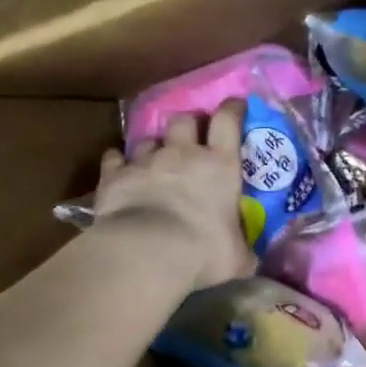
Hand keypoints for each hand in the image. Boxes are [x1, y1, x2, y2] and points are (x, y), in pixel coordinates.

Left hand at [94, 100, 253, 291]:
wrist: (147, 252)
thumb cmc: (203, 251)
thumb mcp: (237, 258)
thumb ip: (244, 252)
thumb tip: (251, 261)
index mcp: (220, 165)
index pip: (228, 121)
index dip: (232, 109)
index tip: (235, 105)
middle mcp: (183, 154)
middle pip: (184, 119)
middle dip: (188, 123)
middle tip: (190, 137)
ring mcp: (146, 161)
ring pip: (149, 138)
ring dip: (154, 145)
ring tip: (154, 158)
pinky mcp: (115, 174)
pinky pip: (114, 157)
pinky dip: (118, 161)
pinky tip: (119, 168)